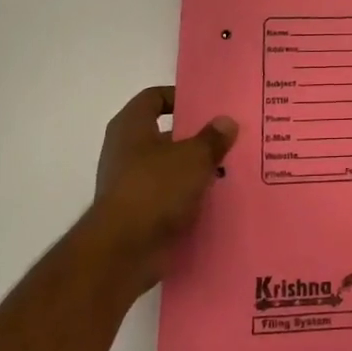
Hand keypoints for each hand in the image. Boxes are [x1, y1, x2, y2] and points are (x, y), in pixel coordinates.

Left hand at [81, 86, 236, 300]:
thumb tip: (226, 121)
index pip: (154, 97)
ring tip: (229, 169)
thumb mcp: (193, 157)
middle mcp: (125, 151)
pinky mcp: (137, 215)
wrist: (122, 253)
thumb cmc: (155, 189)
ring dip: (195, 170)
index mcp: (131, 127)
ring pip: (169, 169)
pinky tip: (216, 200)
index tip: (209, 107)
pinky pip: (168, 198)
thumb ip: (212, 138)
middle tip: (228, 138)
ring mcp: (129, 185)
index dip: (180, 98)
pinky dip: (188, 199)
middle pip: (164, 135)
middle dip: (195, 138)